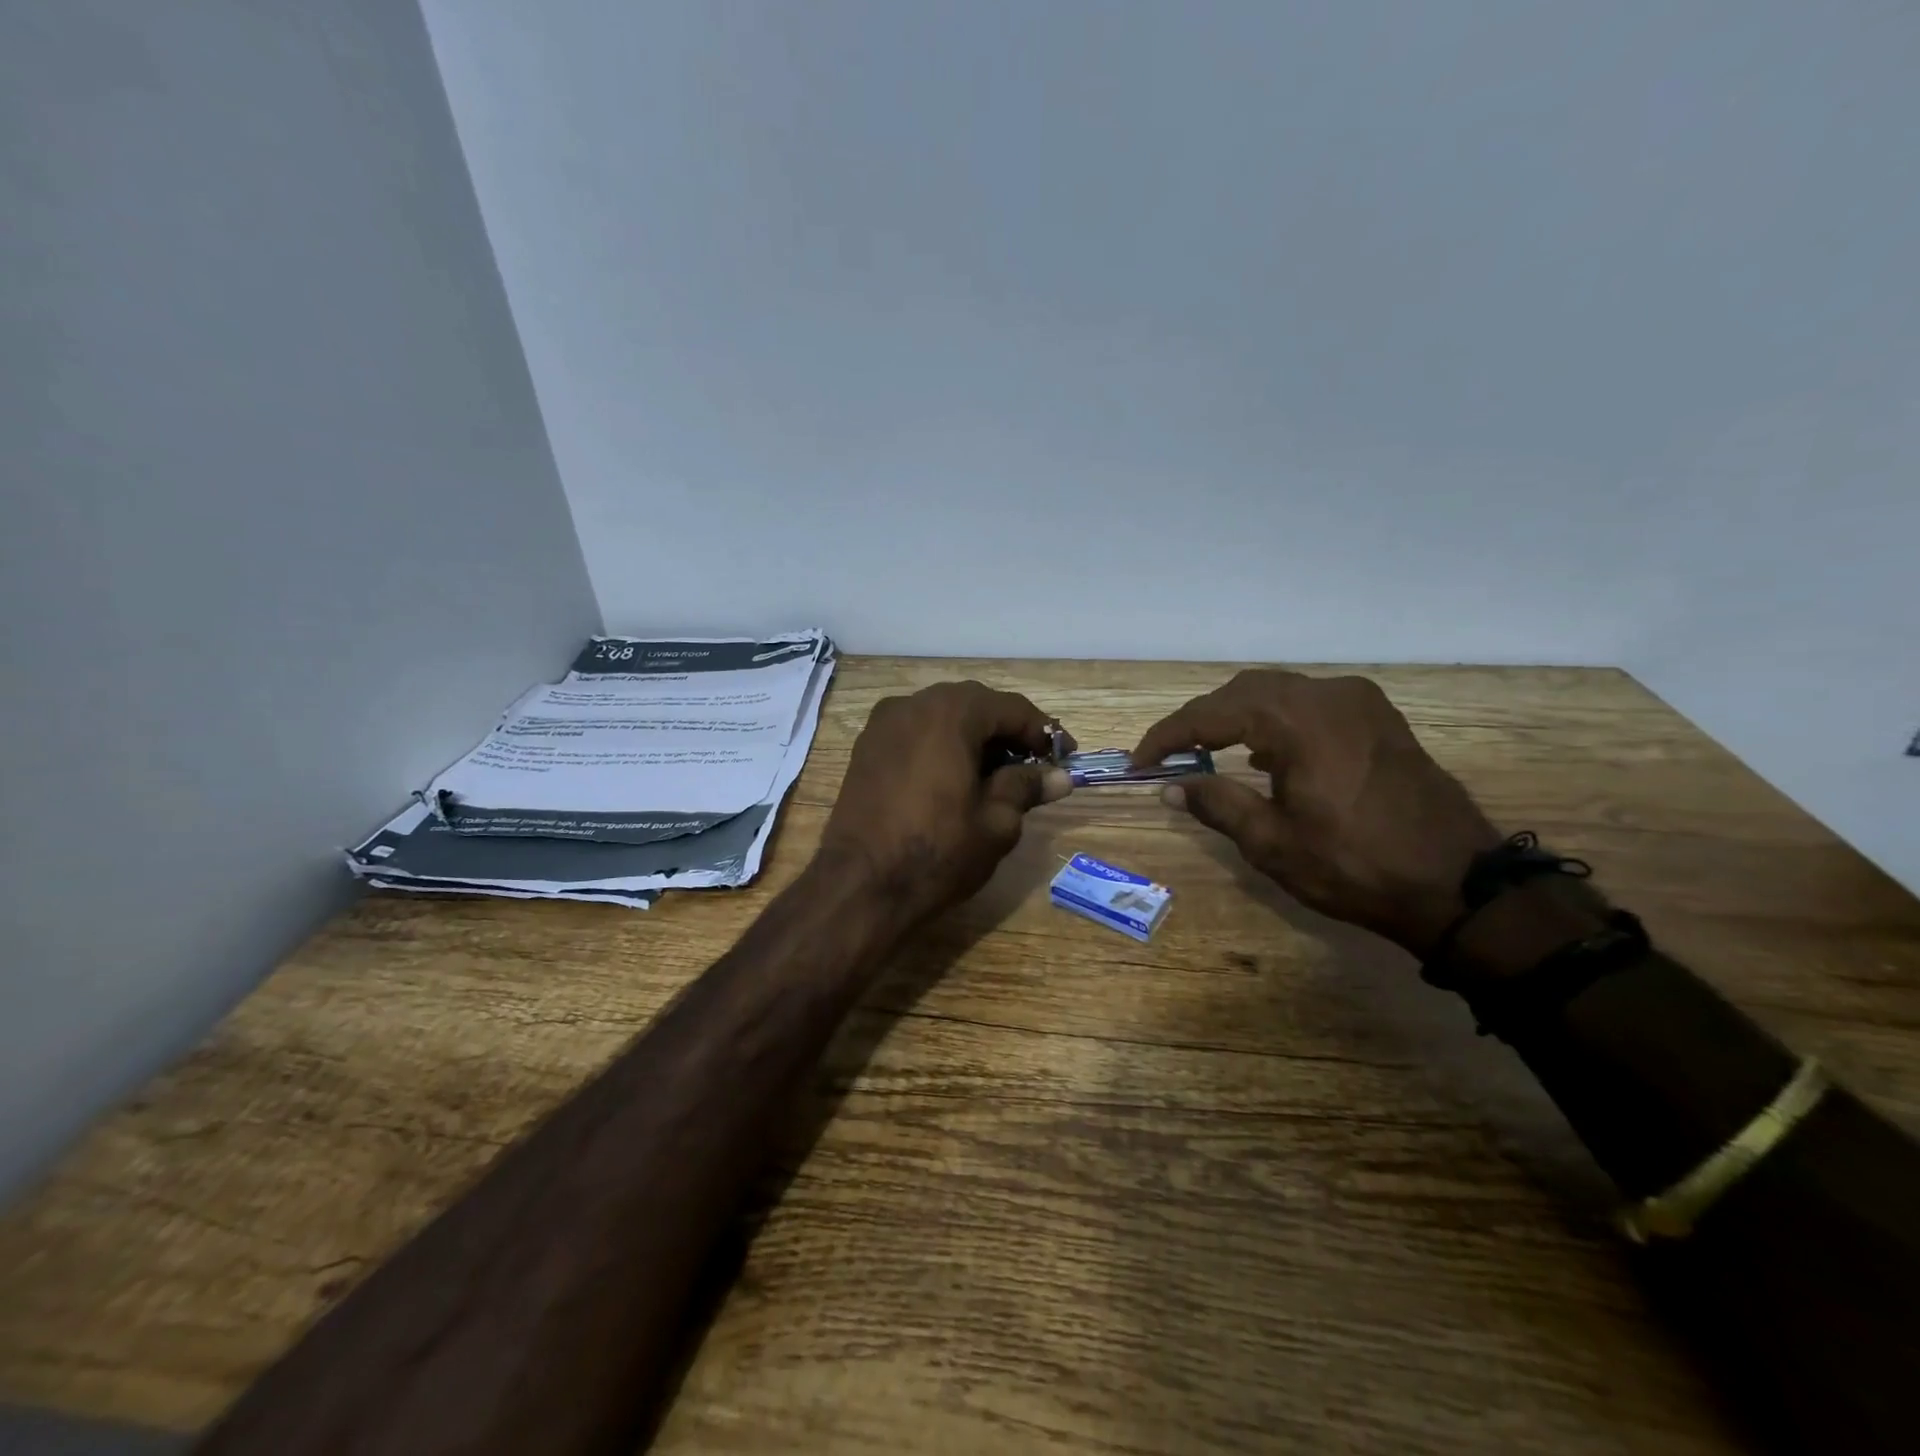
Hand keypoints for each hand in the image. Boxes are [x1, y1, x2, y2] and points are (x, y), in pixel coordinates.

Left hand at [819, 681, 1072, 927]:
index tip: (1066, 757)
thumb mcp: (996, 822)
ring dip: (974, 737)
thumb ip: (1026, 788)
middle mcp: (913, 704)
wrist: (859, 885)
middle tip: (1033, 765)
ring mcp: (883, 724)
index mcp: (950, 713)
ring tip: (997, 775)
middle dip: (1007, 732)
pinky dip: (942, 745)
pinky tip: (955, 778)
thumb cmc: (937, 852)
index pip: (1010, 708)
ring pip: (942, 716)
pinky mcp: (866, 748)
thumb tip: (1059, 777)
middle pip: (974, 705)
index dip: (1043, 732)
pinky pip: (915, 732)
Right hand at [1133, 670, 1501, 954]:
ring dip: (1236, 717)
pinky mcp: (1379, 719)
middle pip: (1243, 691)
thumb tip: (1170, 786)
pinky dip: (1274, 721)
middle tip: (1169, 755)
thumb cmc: (1355, 866)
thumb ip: (1216, 804)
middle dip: (1199, 720)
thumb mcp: (1272, 842)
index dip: (1167, 736)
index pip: (1211, 714)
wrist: (1459, 886)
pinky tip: (1264, 754)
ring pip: (1277, 692)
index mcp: (1297, 720)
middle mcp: (1328, 695)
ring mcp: (1359, 702)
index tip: (1139, 761)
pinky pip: (1310, 704)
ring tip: (1207, 752)